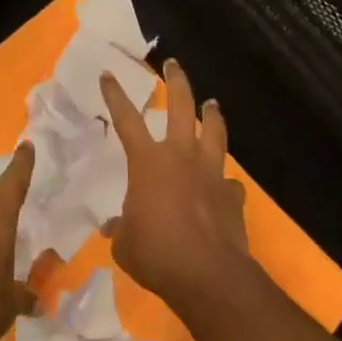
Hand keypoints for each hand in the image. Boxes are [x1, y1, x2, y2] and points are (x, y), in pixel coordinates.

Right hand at [99, 60, 249, 312]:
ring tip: (212, 104)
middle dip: (176, 83)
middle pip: (181, 108)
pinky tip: (225, 185)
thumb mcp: (125, 243)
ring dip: (212, 116)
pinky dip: (225, 180)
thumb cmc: (156, 254)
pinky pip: (229, 182)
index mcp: (148, 162)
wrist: (208, 276)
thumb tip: (115, 226)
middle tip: (173, 64)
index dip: (115, 95)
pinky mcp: (232, 197)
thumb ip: (120, 228)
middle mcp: (181, 157)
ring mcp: (211, 174)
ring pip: (214, 133)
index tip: (109, 74)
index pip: (126, 119)